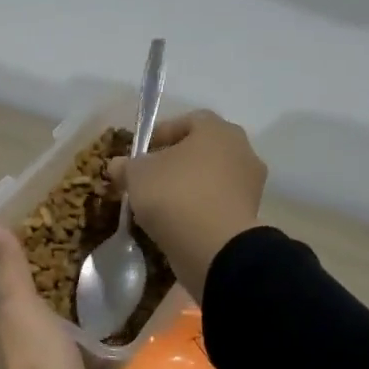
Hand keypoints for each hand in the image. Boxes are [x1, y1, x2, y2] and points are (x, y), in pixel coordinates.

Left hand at [0, 226, 95, 368]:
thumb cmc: (34, 360)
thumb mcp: (21, 306)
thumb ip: (9, 271)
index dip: (2, 292)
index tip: (28, 273)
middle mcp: (1, 366)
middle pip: (14, 334)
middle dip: (31, 317)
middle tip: (64, 290)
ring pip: (41, 356)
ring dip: (56, 341)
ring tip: (85, 316)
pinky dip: (79, 366)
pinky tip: (100, 352)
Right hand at [108, 110, 266, 300]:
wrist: (215, 247)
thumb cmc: (175, 195)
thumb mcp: (137, 175)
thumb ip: (126, 165)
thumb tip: (117, 165)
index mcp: (217, 129)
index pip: (186, 121)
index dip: (160, 134)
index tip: (140, 153)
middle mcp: (241, 149)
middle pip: (201, 150)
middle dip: (175, 161)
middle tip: (150, 177)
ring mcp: (250, 183)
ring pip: (211, 177)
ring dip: (189, 186)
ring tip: (161, 204)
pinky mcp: (250, 214)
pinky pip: (218, 202)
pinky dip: (200, 208)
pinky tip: (178, 222)